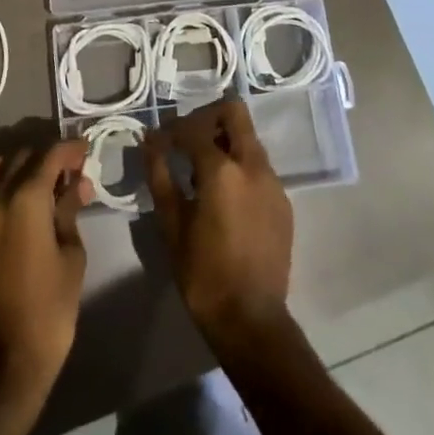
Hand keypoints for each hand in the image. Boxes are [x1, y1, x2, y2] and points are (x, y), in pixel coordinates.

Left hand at [0, 138, 93, 399]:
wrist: (6, 359)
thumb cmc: (50, 308)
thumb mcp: (71, 255)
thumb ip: (70, 211)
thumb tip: (77, 184)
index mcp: (24, 199)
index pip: (49, 155)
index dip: (70, 148)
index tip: (87, 148)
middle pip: (23, 157)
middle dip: (49, 157)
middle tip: (73, 170)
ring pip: (0, 169)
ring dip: (24, 167)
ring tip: (48, 184)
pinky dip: (8, 185)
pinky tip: (29, 204)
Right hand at [145, 100, 292, 339]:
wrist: (251, 321)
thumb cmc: (203, 274)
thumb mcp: (171, 225)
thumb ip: (160, 176)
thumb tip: (150, 143)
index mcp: (223, 170)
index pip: (193, 128)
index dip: (171, 130)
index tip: (157, 141)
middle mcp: (254, 166)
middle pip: (234, 113)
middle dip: (206, 118)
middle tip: (186, 140)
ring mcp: (273, 183)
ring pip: (249, 140)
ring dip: (224, 142)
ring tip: (200, 171)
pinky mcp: (283, 202)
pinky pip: (258, 167)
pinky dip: (239, 166)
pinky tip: (222, 195)